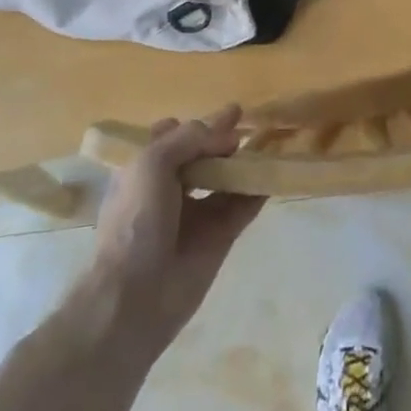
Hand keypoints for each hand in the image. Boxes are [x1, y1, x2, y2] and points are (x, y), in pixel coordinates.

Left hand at [89, 106, 264, 348]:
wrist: (136, 296)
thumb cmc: (136, 221)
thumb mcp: (152, 163)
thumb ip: (190, 138)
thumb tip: (229, 136)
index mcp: (144, 170)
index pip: (169, 137)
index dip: (191, 125)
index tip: (220, 115)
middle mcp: (169, 188)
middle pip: (201, 155)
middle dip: (222, 139)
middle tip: (247, 122)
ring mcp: (196, 213)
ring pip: (225, 178)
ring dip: (244, 161)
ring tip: (269, 141)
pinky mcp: (219, 237)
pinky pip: (243, 206)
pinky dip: (258, 189)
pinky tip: (275, 172)